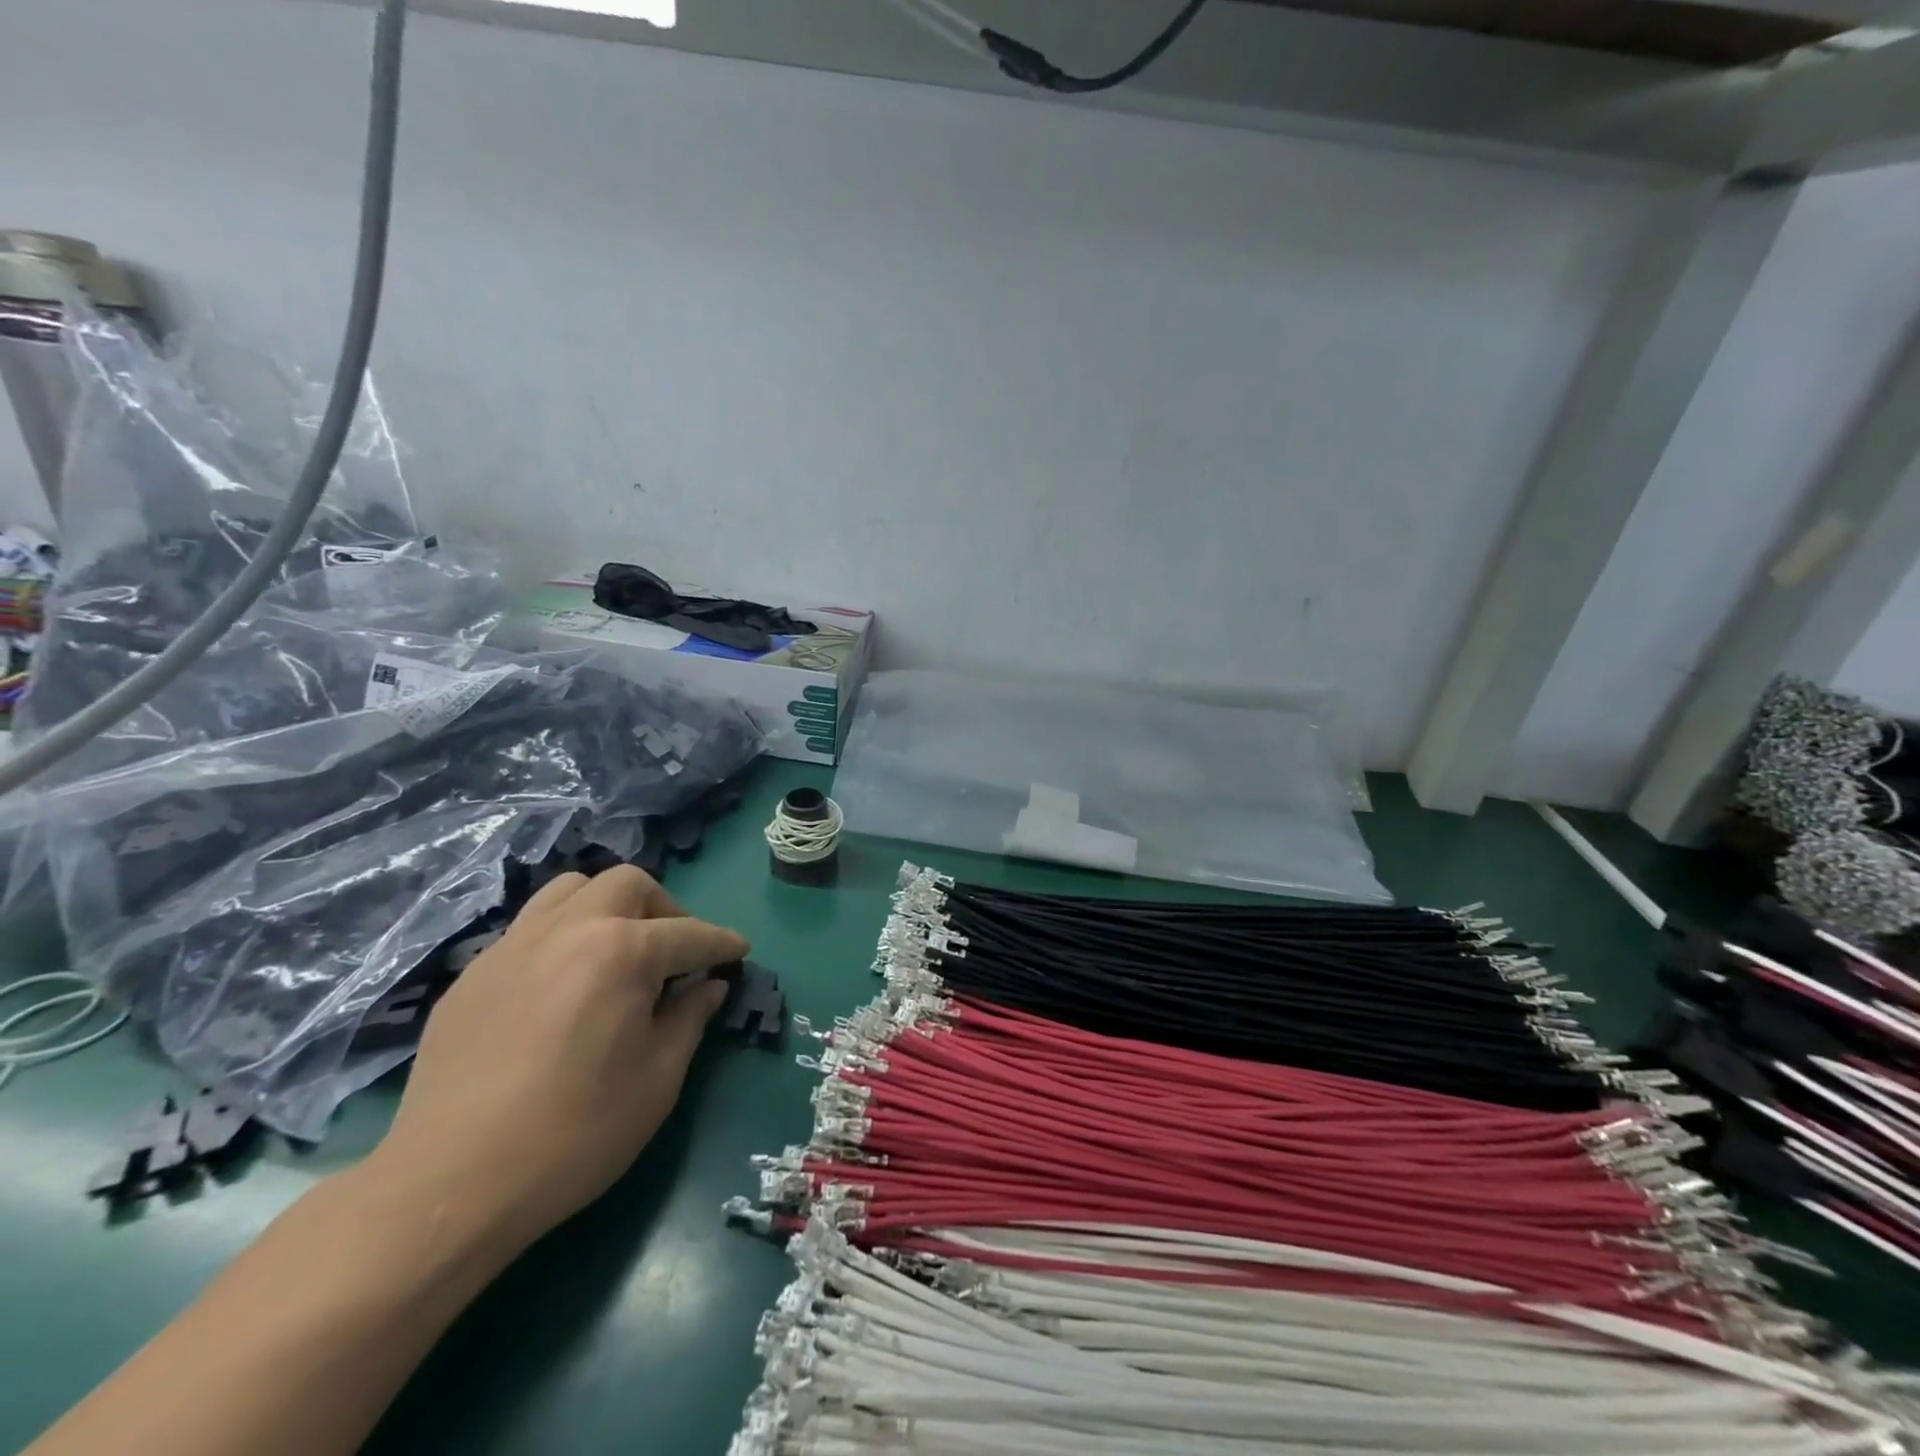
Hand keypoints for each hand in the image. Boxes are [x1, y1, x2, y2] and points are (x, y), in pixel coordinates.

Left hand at [370, 865, 749, 1255]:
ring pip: (571, 890)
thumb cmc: (576, 1133)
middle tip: (675, 952)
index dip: (722, 943)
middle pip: (628, 884)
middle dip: (665, 908)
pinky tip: (563, 985)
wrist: (451, 1186)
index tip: (739, 952)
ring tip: (617, 951)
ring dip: (607, 907)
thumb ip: (690, 1018)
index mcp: (621, 951)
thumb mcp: (658, 1078)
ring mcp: (512, 946)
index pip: (689, 933)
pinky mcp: (473, 974)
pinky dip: (562, 936)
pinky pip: (530, 928)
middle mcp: (568, 929)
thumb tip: (709, 986)